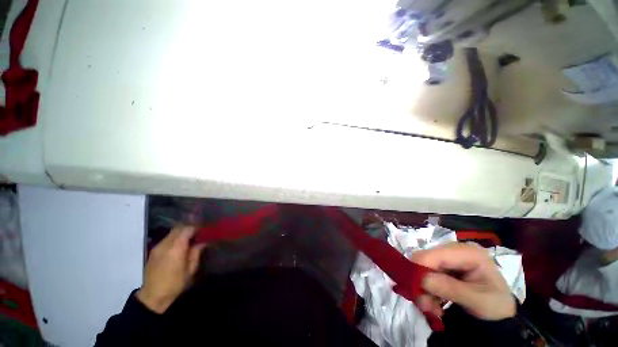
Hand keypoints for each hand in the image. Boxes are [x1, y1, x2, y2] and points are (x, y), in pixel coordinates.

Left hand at [136, 226, 204, 313]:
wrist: (152, 296)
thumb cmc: (174, 284)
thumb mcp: (190, 270)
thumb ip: (196, 253)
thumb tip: (202, 243)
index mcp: (176, 248)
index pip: (187, 229)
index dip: (197, 227)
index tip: (204, 229)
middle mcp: (165, 244)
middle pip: (178, 228)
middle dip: (189, 228)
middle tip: (199, 232)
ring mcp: (157, 247)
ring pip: (172, 232)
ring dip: (182, 232)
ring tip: (191, 237)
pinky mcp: (154, 251)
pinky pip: (167, 239)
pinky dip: (175, 237)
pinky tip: (180, 244)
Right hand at [410, 243, 515, 320]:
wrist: (500, 313)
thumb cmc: (495, 306)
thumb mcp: (477, 301)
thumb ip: (450, 288)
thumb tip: (420, 279)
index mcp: (468, 252)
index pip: (434, 254)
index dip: (420, 268)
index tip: (414, 290)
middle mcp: (454, 250)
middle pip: (425, 259)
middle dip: (421, 281)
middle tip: (423, 304)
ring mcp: (447, 257)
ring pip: (422, 267)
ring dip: (422, 288)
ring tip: (429, 308)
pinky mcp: (443, 266)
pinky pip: (425, 273)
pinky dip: (425, 289)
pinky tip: (433, 303)